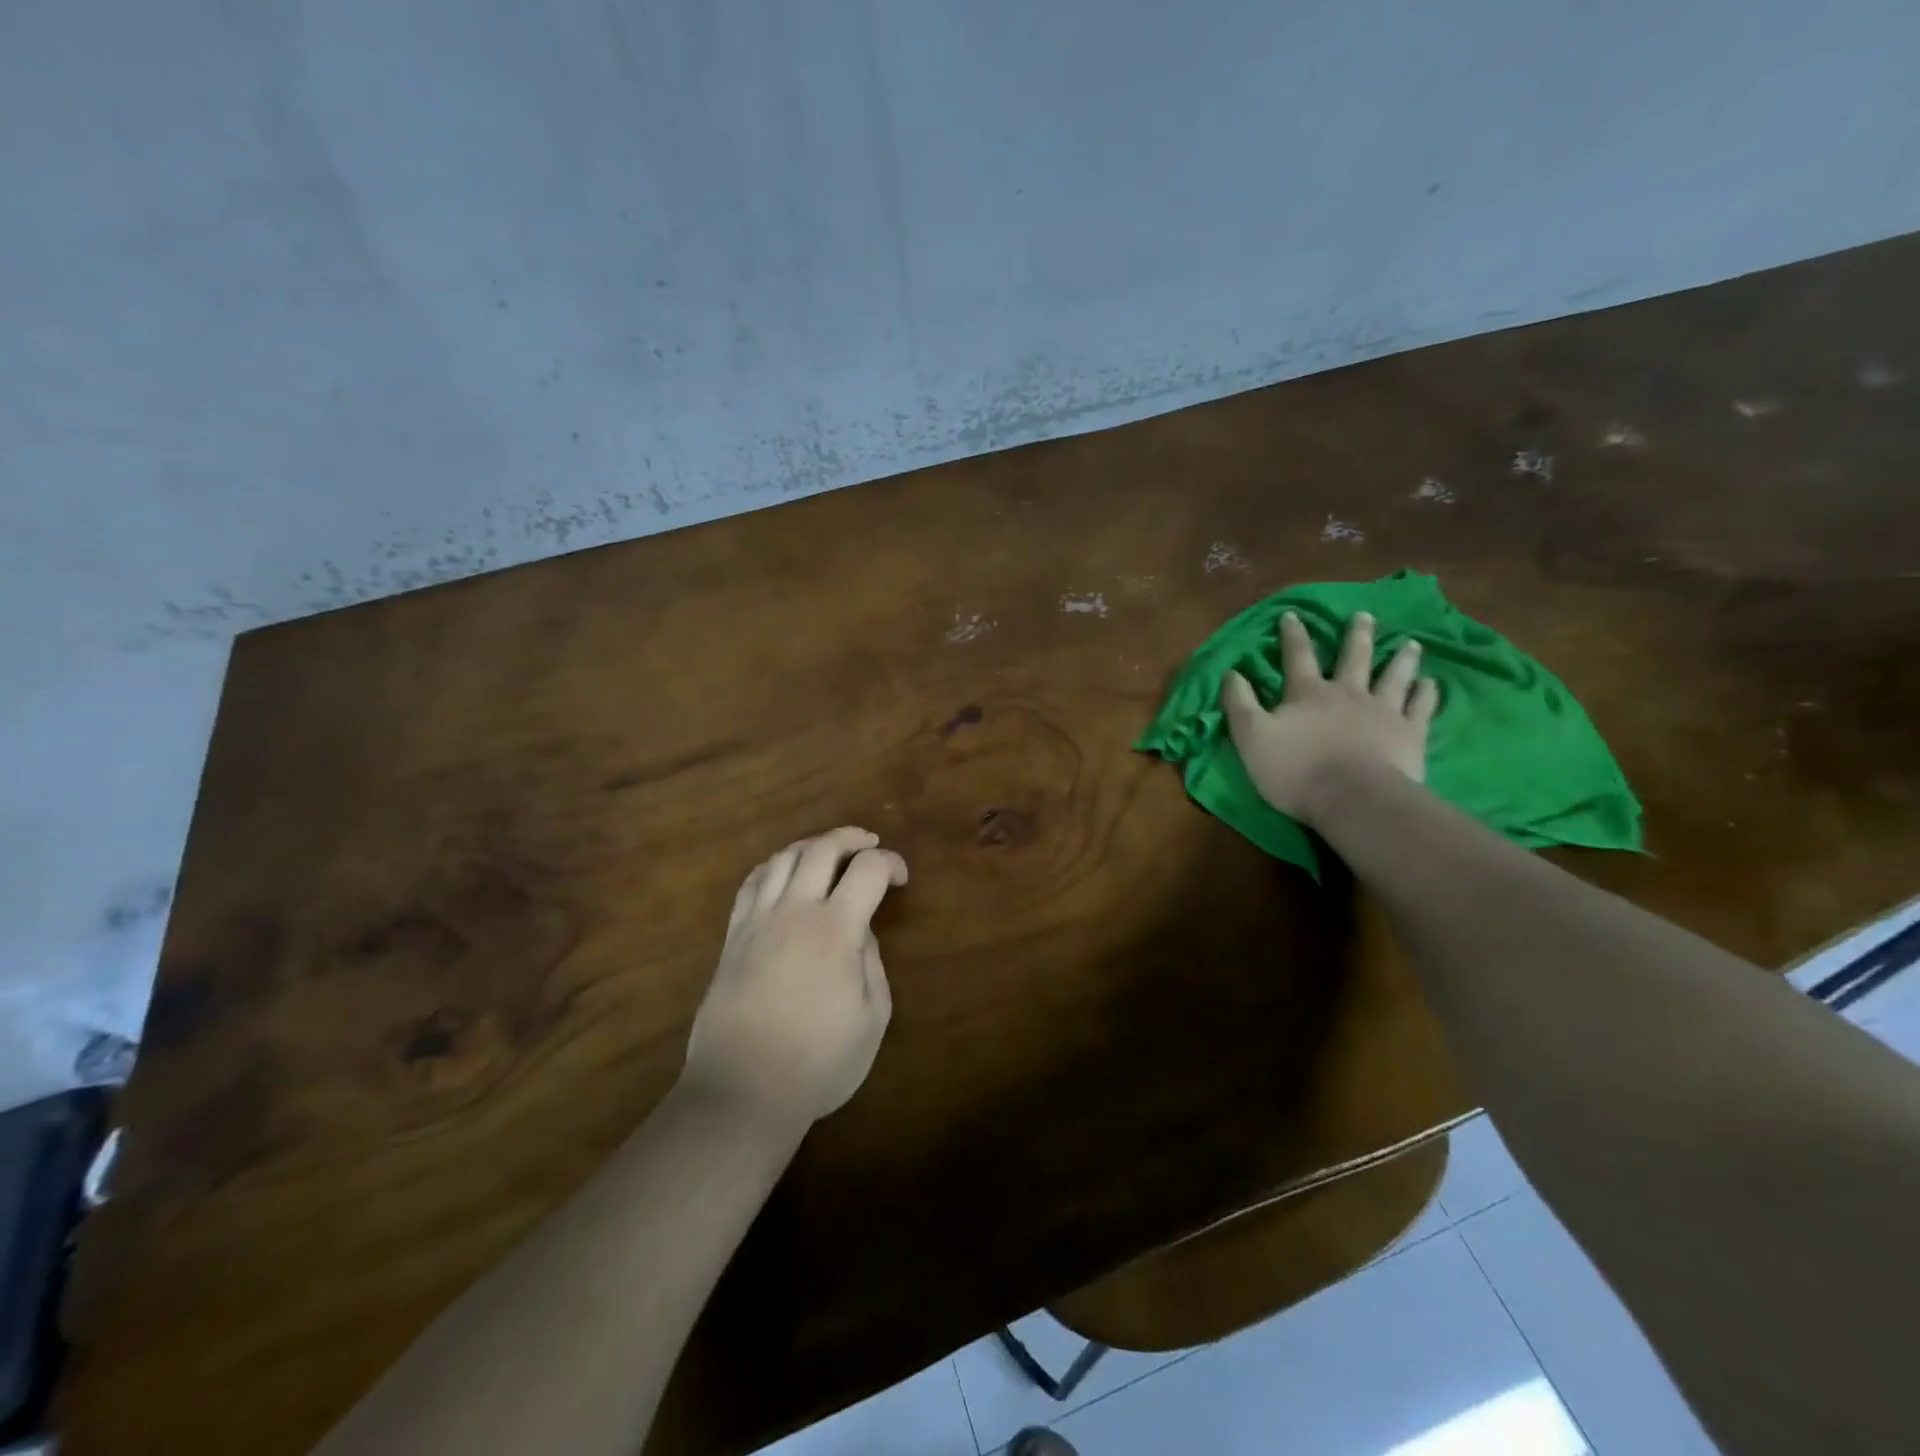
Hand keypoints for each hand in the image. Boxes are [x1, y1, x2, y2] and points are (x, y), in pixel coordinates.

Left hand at [683, 827, 907, 1128]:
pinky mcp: (733, 937)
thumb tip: (862, 932)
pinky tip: (784, 874)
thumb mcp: (872, 1018)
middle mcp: (794, 911)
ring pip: (783, 858)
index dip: (890, 862)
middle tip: (869, 846)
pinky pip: (751, 883)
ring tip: (829, 854)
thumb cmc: (818, 1062)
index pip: (867, 870)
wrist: (742, 1090)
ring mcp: (758, 921)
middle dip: (851, 838)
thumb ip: (872, 964)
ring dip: (811, 846)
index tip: (901, 878)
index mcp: (835, 929)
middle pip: (821, 848)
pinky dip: (774, 867)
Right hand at [1220, 611, 1438, 826]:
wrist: (1353, 799)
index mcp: (1308, 694)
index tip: (1292, 614)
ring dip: (1401, 658)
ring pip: (1395, 676)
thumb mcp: (1251, 737)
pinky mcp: (1410, 734)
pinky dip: (1426, 693)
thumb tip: (1231, 672)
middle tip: (1365, 615)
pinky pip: (1421, 707)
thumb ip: (1239, 704)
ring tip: (1410, 643)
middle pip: (1354, 657)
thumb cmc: (1295, 770)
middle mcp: (1348, 694)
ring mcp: (1384, 711)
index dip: (1293, 635)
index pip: (1297, 657)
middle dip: (1357, 635)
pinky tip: (1431, 683)